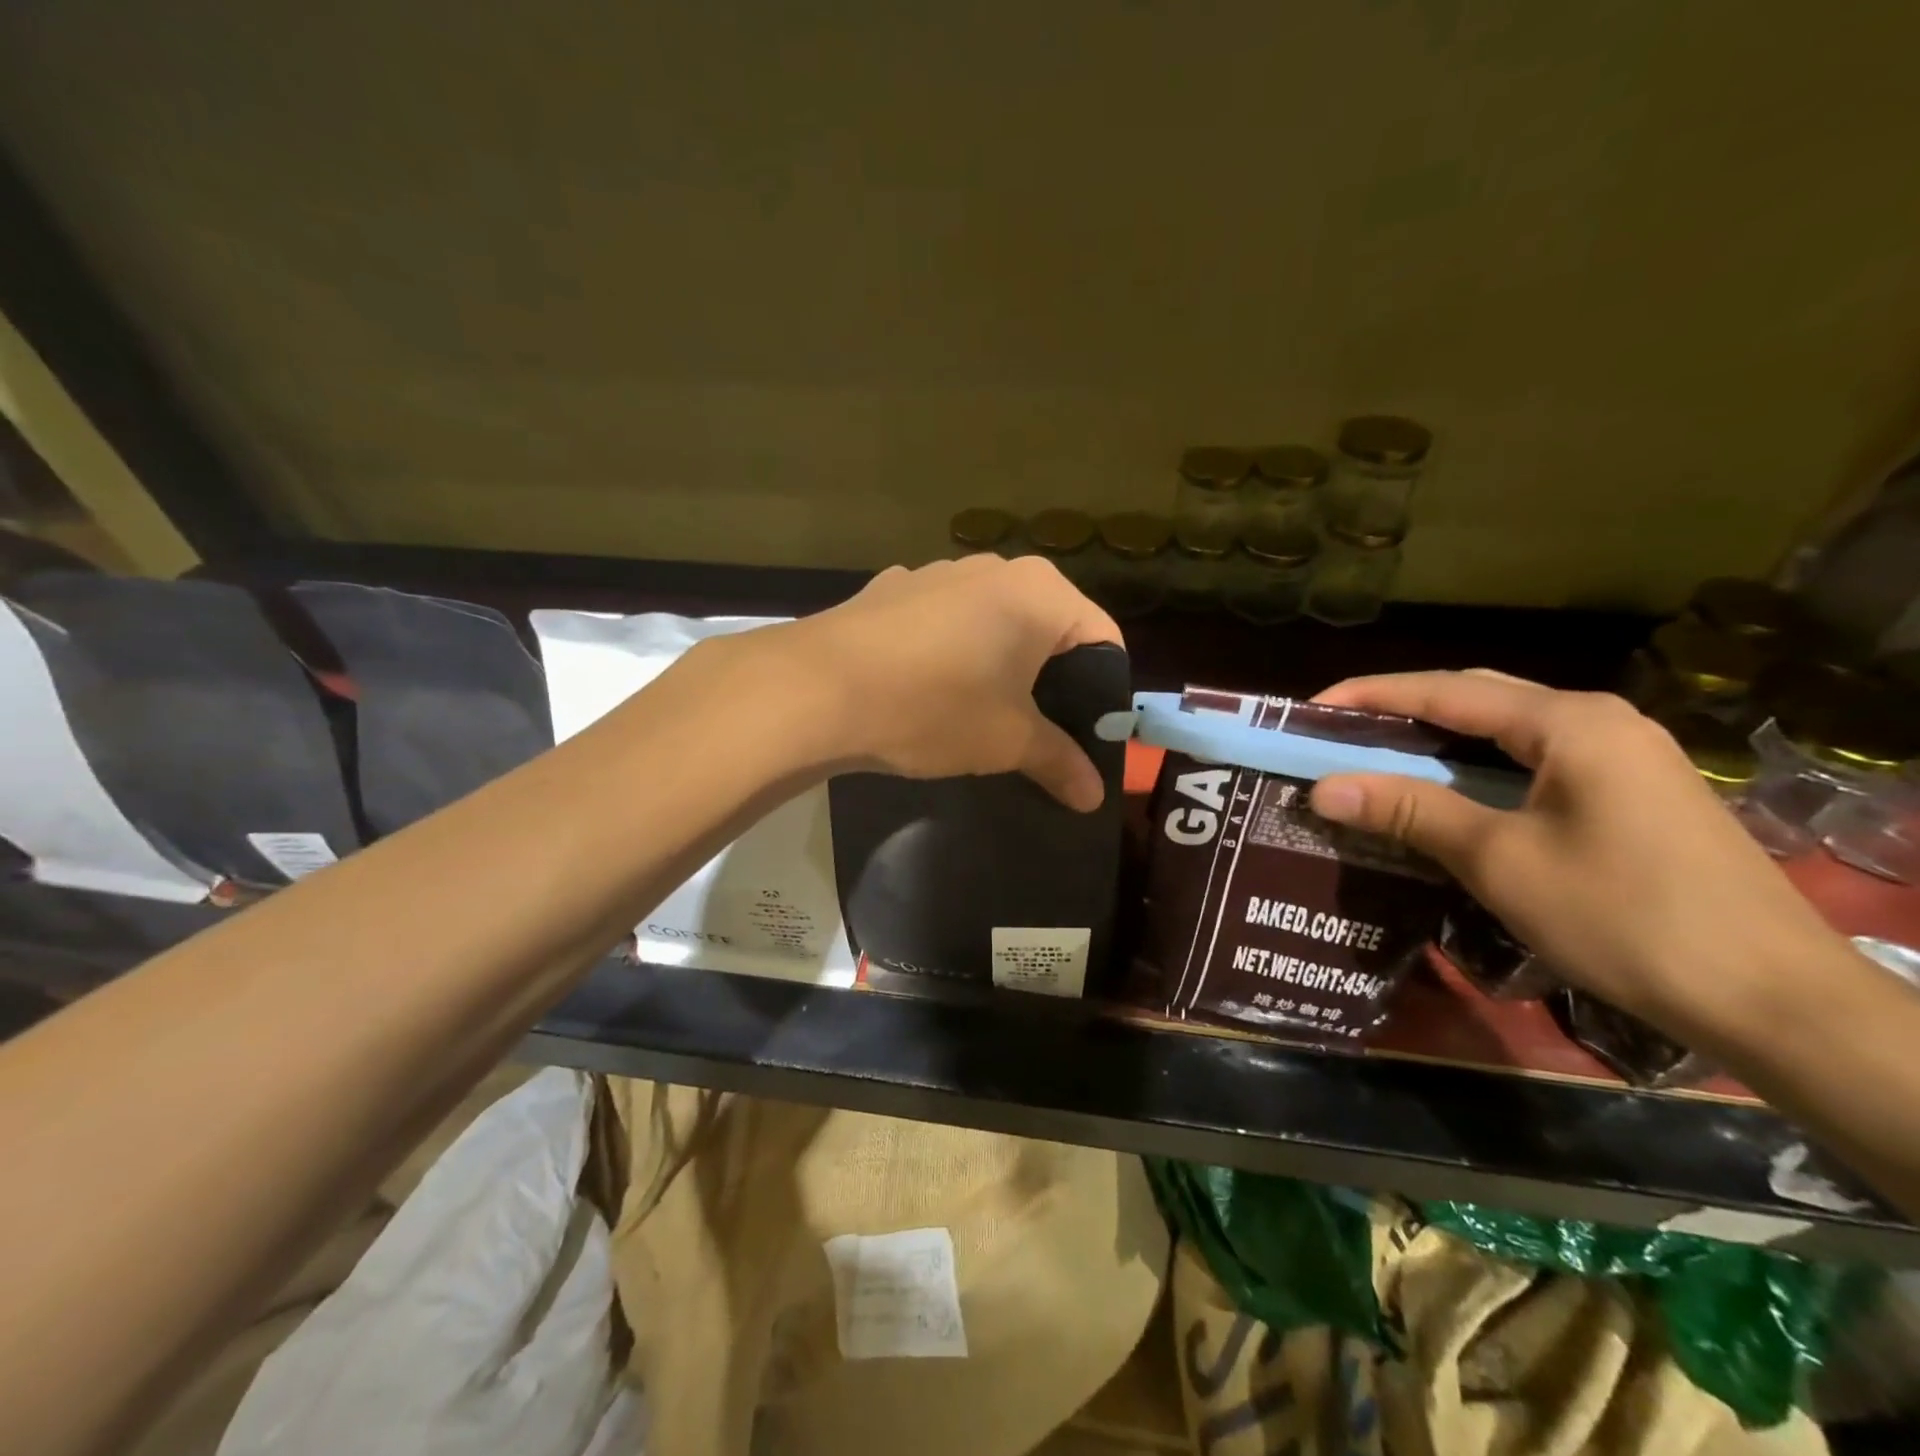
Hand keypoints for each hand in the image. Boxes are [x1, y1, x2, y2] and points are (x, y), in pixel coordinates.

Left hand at [728, 556, 1121, 810]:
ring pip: (991, 622)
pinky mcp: (891, 590)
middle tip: (1039, 730)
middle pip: (1047, 626)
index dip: (1104, 691)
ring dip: (998, 663)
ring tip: (979, 713)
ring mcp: (936, 572)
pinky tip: (925, 689)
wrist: (817, 689)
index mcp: (1040, 592)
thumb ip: (1059, 762)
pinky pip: (942, 622)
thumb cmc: (934, 707)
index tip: (1089, 733)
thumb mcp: (1007, 741)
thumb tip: (1095, 797)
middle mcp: (994, 568)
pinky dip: (950, 651)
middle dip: (1050, 678)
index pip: (1103, 637)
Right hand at [1305, 671, 1843, 1029]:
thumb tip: (1322, 787)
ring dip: (1437, 741)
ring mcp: (1623, 756)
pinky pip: (1533, 760)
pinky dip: (1476, 768)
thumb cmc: (1623, 916)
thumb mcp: (1498, 859)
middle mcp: (1598, 721)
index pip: (1445, 689)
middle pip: (1477, 697)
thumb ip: (1409, 810)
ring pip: (1505, 730)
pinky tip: (1447, 793)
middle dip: (1400, 711)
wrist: (1771, 999)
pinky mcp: (1632, 793)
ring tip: (1375, 760)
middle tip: (1336, 736)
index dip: (1370, 695)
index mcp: (1569, 722)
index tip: (1309, 710)